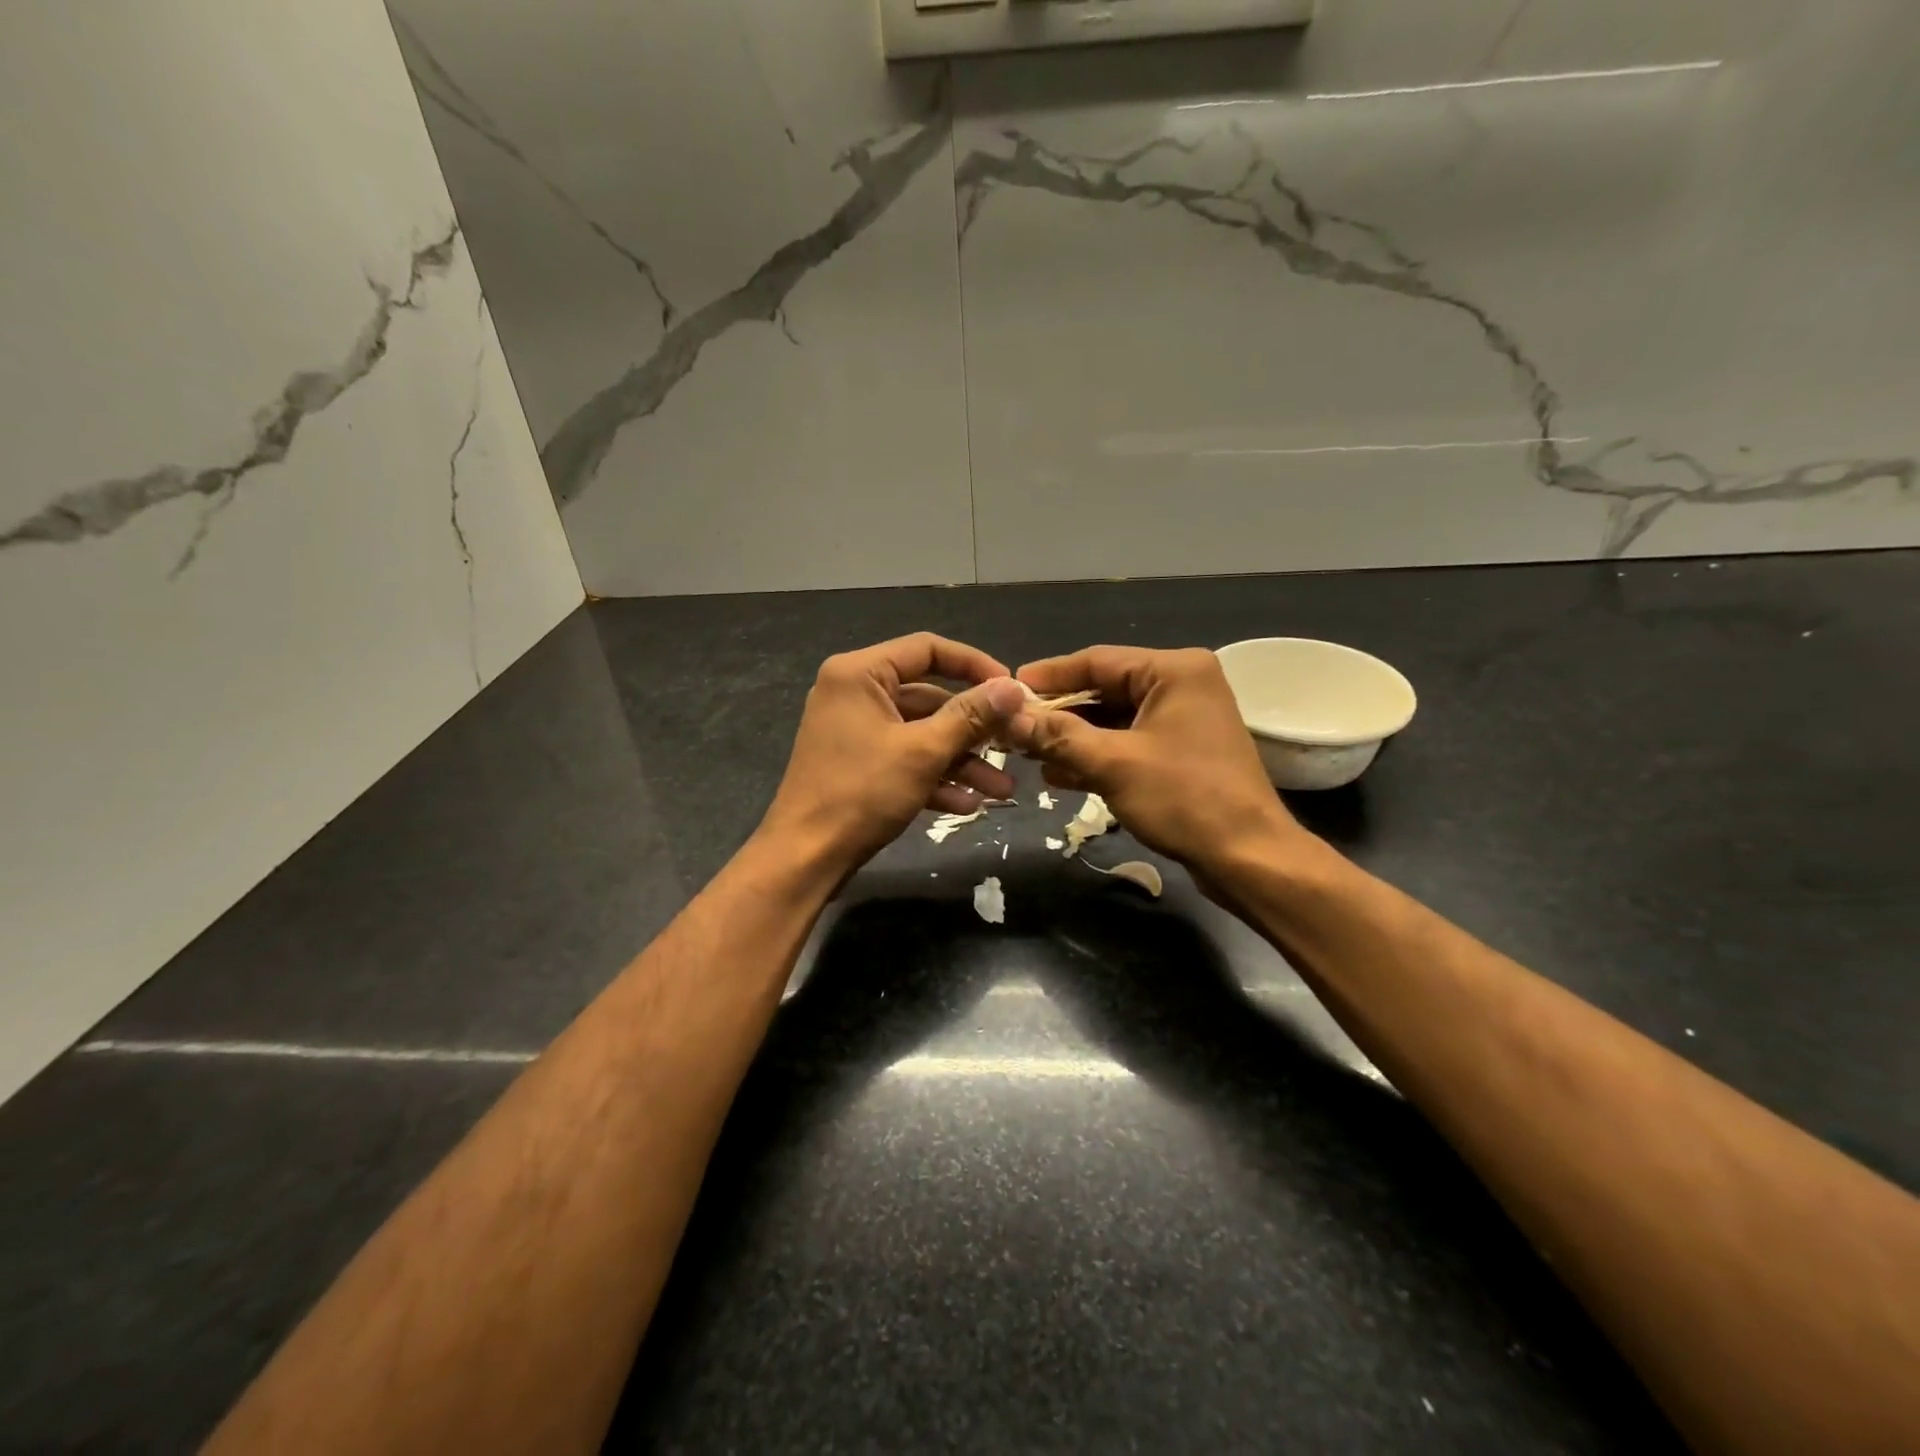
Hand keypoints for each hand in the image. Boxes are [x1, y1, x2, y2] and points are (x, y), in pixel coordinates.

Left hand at [759, 633, 1028, 876]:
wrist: (806, 858)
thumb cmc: (861, 793)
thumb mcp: (923, 752)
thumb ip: (970, 717)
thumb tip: (1014, 688)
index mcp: (860, 674)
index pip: (927, 649)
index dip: (974, 665)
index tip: (1011, 688)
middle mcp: (855, 693)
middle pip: (929, 697)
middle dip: (973, 728)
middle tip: (1013, 743)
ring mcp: (855, 731)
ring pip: (921, 734)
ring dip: (962, 761)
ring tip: (1002, 789)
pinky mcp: (859, 764)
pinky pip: (905, 759)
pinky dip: (935, 778)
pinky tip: (969, 805)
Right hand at [1007, 645, 1309, 874]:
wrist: (1248, 857)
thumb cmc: (1184, 798)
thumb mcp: (1113, 763)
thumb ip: (1058, 736)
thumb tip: (1010, 717)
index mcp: (1174, 671)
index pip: (1097, 661)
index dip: (1049, 676)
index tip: (1008, 688)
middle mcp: (1181, 685)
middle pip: (1104, 690)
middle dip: (1059, 713)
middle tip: (1013, 726)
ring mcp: (1183, 720)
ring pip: (1114, 720)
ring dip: (1073, 738)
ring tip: (1028, 754)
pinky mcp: (1181, 752)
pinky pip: (1129, 743)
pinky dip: (1097, 756)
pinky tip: (1059, 774)